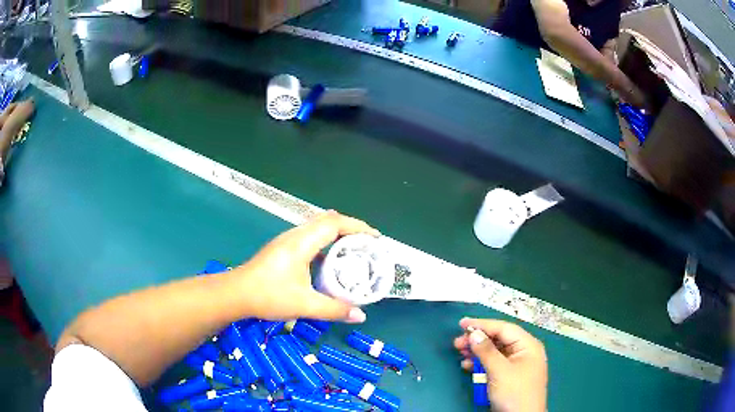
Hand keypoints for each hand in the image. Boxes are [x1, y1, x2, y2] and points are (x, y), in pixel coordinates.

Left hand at [232, 210, 379, 322]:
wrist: (236, 294)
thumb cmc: (268, 295)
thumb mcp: (305, 304)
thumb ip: (334, 309)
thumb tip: (360, 316)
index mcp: (302, 243)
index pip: (334, 223)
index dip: (357, 226)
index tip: (375, 238)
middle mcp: (295, 236)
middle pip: (327, 221)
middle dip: (350, 229)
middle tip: (367, 245)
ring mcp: (287, 241)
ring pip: (318, 229)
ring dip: (337, 236)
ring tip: (353, 251)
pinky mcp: (283, 249)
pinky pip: (310, 239)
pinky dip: (326, 244)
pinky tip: (330, 263)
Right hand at [454, 318, 547, 411]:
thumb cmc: (514, 392)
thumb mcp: (499, 371)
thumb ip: (486, 351)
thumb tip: (473, 332)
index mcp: (528, 345)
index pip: (504, 328)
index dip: (483, 324)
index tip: (461, 323)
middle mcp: (524, 352)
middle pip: (499, 339)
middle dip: (478, 340)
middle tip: (457, 343)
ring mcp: (517, 365)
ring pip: (495, 352)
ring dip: (477, 352)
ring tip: (460, 354)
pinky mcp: (509, 376)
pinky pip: (494, 364)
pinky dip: (481, 364)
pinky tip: (467, 366)